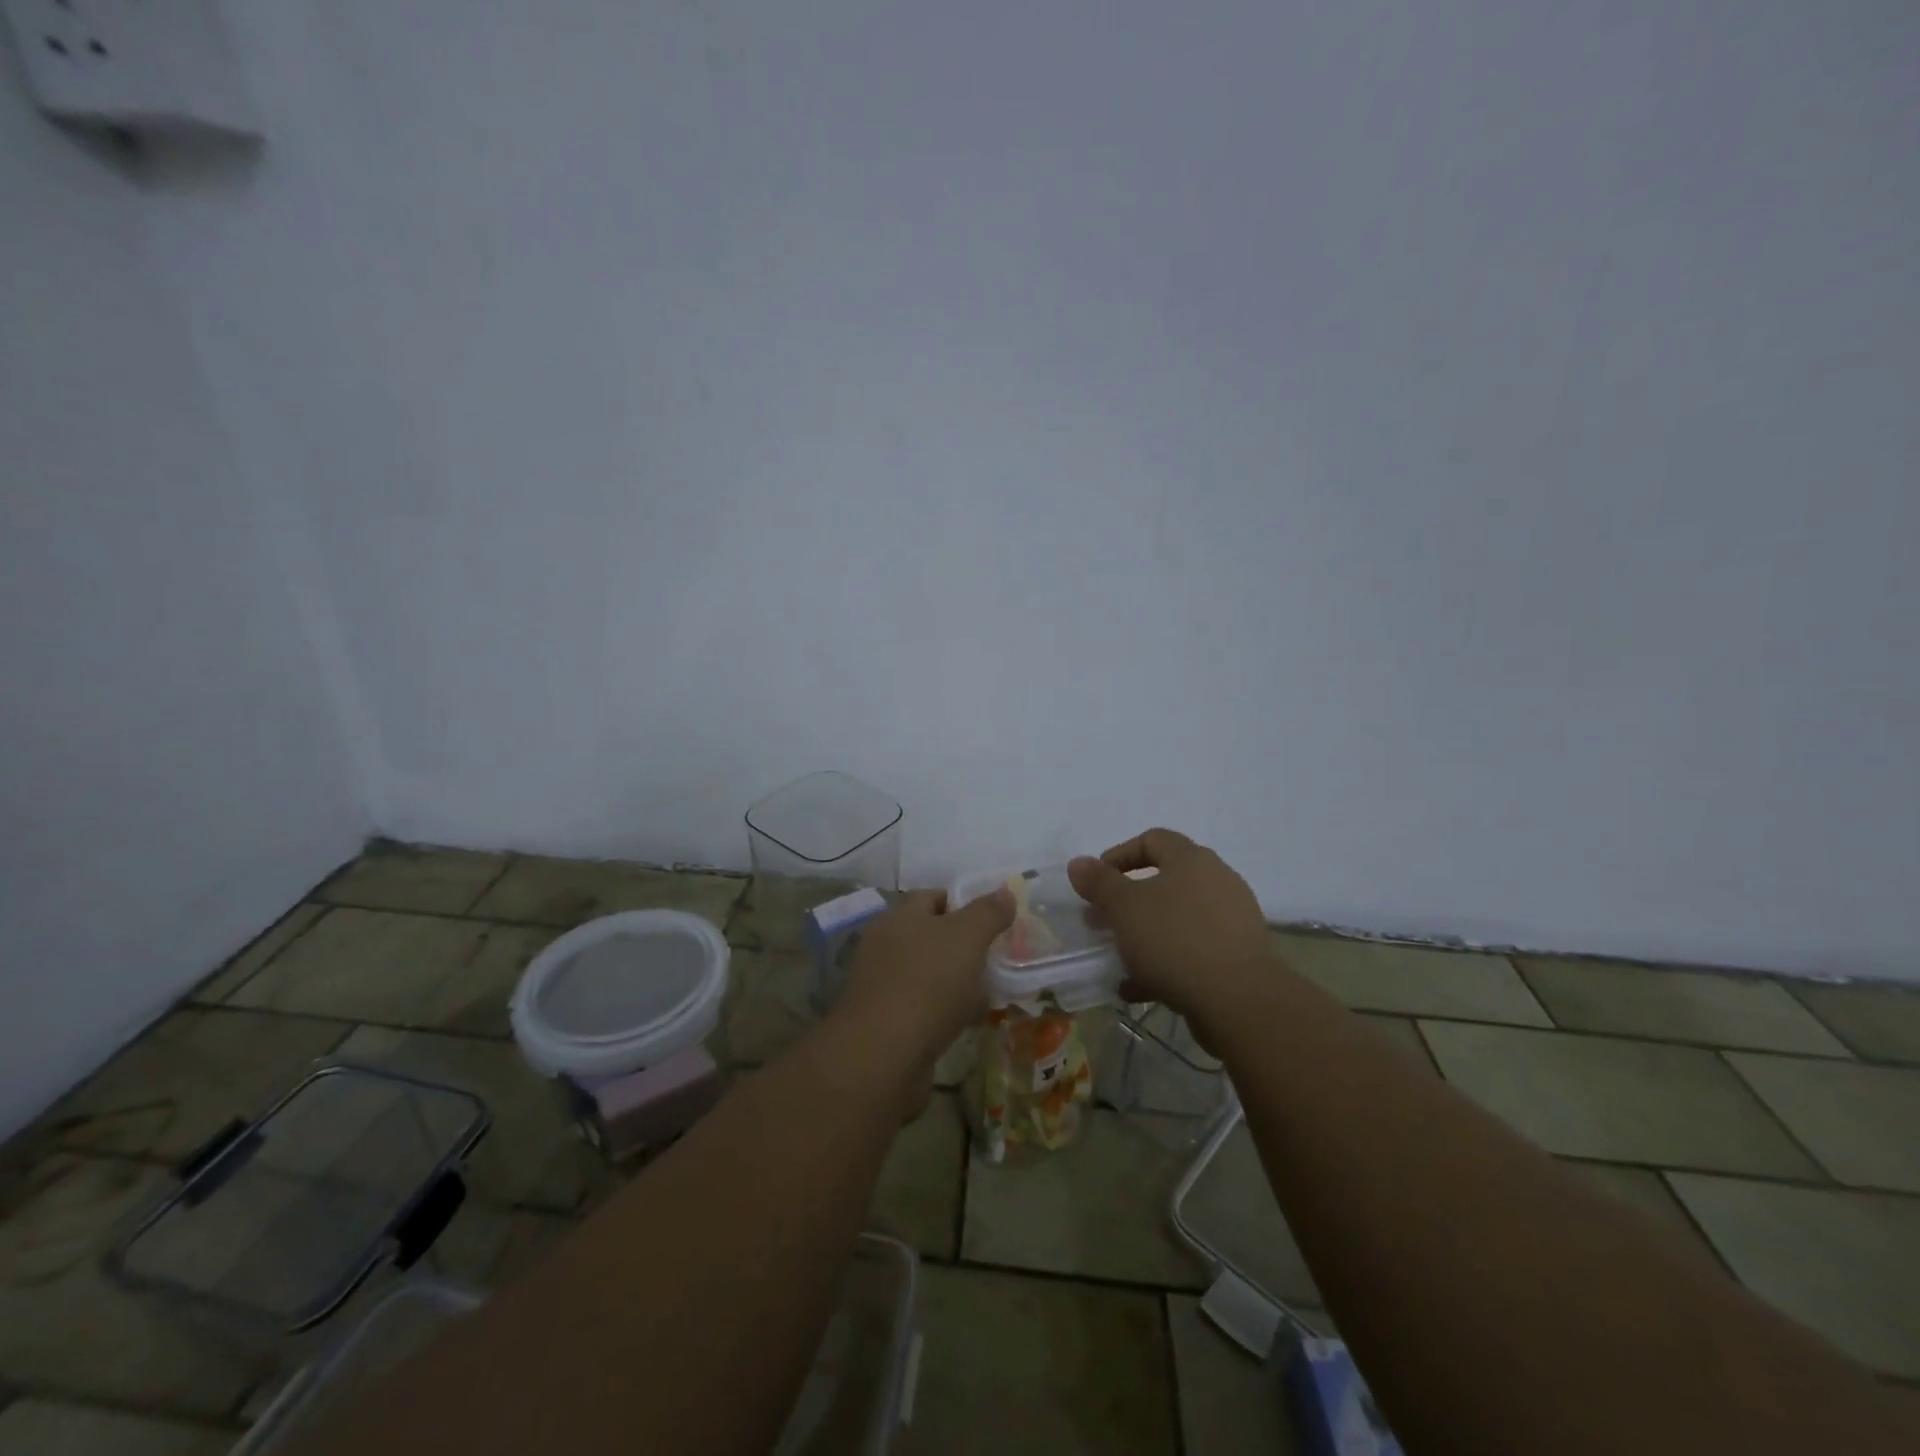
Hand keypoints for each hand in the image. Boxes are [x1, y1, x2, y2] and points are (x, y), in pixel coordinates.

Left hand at [839, 887, 1014, 1071]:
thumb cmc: (927, 984)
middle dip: (964, 946)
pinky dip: (945, 1011)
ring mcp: (881, 986)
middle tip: (996, 957)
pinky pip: (923, 1007)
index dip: (963, 903)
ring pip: (928, 974)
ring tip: (989, 992)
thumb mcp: (966, 937)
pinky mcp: (885, 1023)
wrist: (883, 1057)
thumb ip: (988, 912)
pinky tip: (967, 1022)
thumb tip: (1005, 892)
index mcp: (898, 918)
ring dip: (956, 982)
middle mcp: (884, 946)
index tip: (994, 920)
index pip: (932, 897)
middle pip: (930, 936)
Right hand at [1068, 829, 1270, 1034]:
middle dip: (1127, 903)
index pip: (1152, 839)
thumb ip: (1099, 883)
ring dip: (1144, 936)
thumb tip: (1078, 862)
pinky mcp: (1239, 957)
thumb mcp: (1124, 908)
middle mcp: (1218, 881)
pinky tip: (1139, 988)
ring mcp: (1232, 920)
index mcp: (1192, 860)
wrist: (1239, 1001)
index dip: (1119, 855)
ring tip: (1118, 959)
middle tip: (1101, 922)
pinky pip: (1193, 951)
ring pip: (1177, 920)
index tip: (1096, 882)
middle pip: (1164, 881)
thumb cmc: (1174, 940)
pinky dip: (1165, 963)